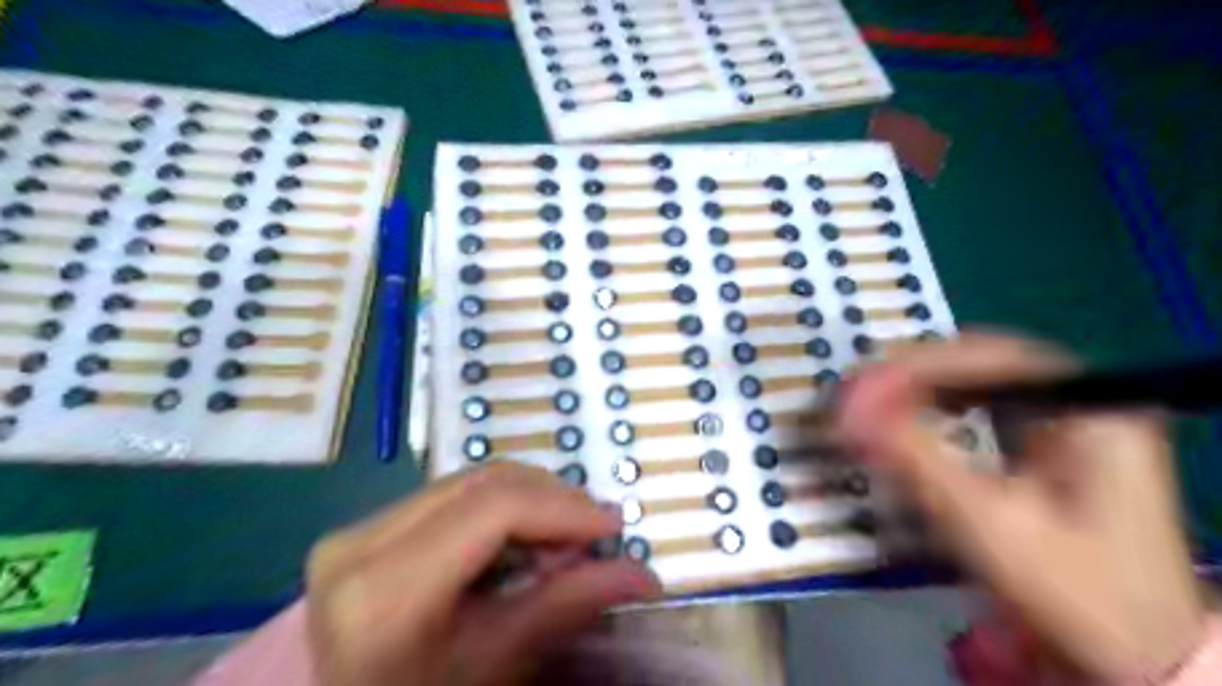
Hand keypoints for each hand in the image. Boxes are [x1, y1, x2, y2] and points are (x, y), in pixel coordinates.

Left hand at [312, 462, 663, 684]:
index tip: (612, 525)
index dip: (563, 507)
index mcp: (385, 588)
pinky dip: (498, 509)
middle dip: (551, 500)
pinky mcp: (362, 529)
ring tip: (560, 542)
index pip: (494, 508)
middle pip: (483, 484)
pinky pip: (449, 497)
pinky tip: (519, 542)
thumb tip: (641, 574)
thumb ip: (565, 606)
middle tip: (592, 534)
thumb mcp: (493, 663)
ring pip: (469, 483)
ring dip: (527, 502)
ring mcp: (355, 530)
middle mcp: (359, 541)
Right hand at [835, 333, 1206, 679]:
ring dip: (919, 389)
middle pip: (981, 362)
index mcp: (1088, 409)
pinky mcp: (1046, 448)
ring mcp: (1065, 423)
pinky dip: (933, 411)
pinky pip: (979, 409)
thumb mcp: (986, 521)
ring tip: (869, 403)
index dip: (919, 363)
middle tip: (857, 392)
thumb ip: (914, 456)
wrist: (1130, 655)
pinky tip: (904, 423)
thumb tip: (846, 410)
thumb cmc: (1070, 590)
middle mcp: (1080, 402)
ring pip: (977, 383)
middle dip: (913, 373)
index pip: (991, 356)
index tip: (861, 383)